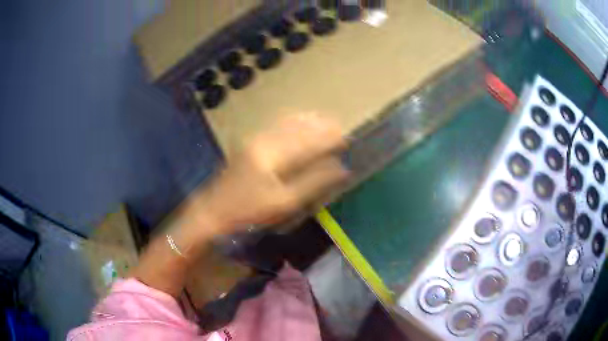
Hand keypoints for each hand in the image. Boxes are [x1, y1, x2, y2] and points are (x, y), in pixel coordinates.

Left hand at [190, 114, 349, 236]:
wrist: (214, 209)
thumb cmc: (249, 210)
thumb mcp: (284, 202)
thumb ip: (313, 182)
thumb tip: (340, 168)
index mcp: (273, 155)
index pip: (309, 141)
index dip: (329, 138)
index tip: (345, 138)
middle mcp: (264, 140)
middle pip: (298, 127)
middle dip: (321, 125)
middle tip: (339, 127)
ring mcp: (254, 139)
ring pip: (287, 122)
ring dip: (308, 121)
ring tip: (326, 120)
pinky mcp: (250, 142)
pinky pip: (275, 125)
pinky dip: (292, 122)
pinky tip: (300, 121)